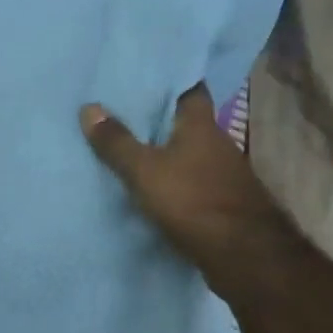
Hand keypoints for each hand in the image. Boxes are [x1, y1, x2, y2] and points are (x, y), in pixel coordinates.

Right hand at [79, 86, 283, 269]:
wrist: (244, 256)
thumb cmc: (193, 200)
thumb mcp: (145, 171)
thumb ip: (117, 142)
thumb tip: (89, 107)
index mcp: (202, 125)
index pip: (191, 88)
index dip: (171, 80)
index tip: (146, 76)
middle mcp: (219, 143)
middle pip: (189, 123)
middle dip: (163, 118)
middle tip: (127, 111)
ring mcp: (226, 174)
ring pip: (192, 154)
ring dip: (170, 152)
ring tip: (134, 148)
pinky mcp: (226, 203)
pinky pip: (195, 182)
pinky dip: (178, 181)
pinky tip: (156, 186)